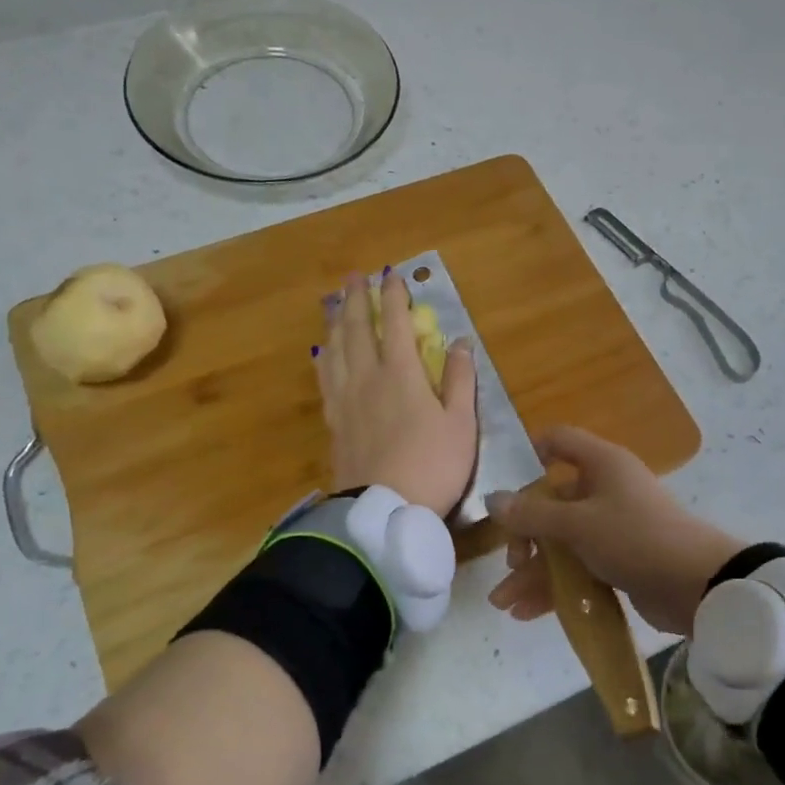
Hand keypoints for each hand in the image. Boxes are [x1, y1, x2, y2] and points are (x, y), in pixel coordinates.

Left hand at [315, 271, 478, 515]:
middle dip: (357, 299)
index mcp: (401, 373)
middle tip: (353, 276)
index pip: (396, 323)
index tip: (391, 273)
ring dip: (336, 322)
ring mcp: (345, 399)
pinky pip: (325, 378)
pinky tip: (323, 354)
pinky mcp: (334, 421)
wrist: (383, 510)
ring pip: (335, 349)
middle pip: (358, 329)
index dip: (393, 295)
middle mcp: (367, 377)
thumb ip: (459, 379)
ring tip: (334, 305)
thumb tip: (461, 341)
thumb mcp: (460, 424)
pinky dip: (324, 357)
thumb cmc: (433, 465)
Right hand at [485, 427, 744, 636]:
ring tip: (504, 602)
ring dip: (534, 570)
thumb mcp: (578, 524)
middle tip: (512, 561)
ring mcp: (613, 527)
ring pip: (563, 541)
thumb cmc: (635, 538)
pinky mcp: (620, 560)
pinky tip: (527, 612)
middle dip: (525, 534)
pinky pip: (578, 567)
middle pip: (552, 501)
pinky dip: (555, 586)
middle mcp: (605, 489)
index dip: (530, 453)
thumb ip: (532, 514)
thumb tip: (492, 499)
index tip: (504, 482)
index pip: (559, 441)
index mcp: (600, 464)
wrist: (699, 585)